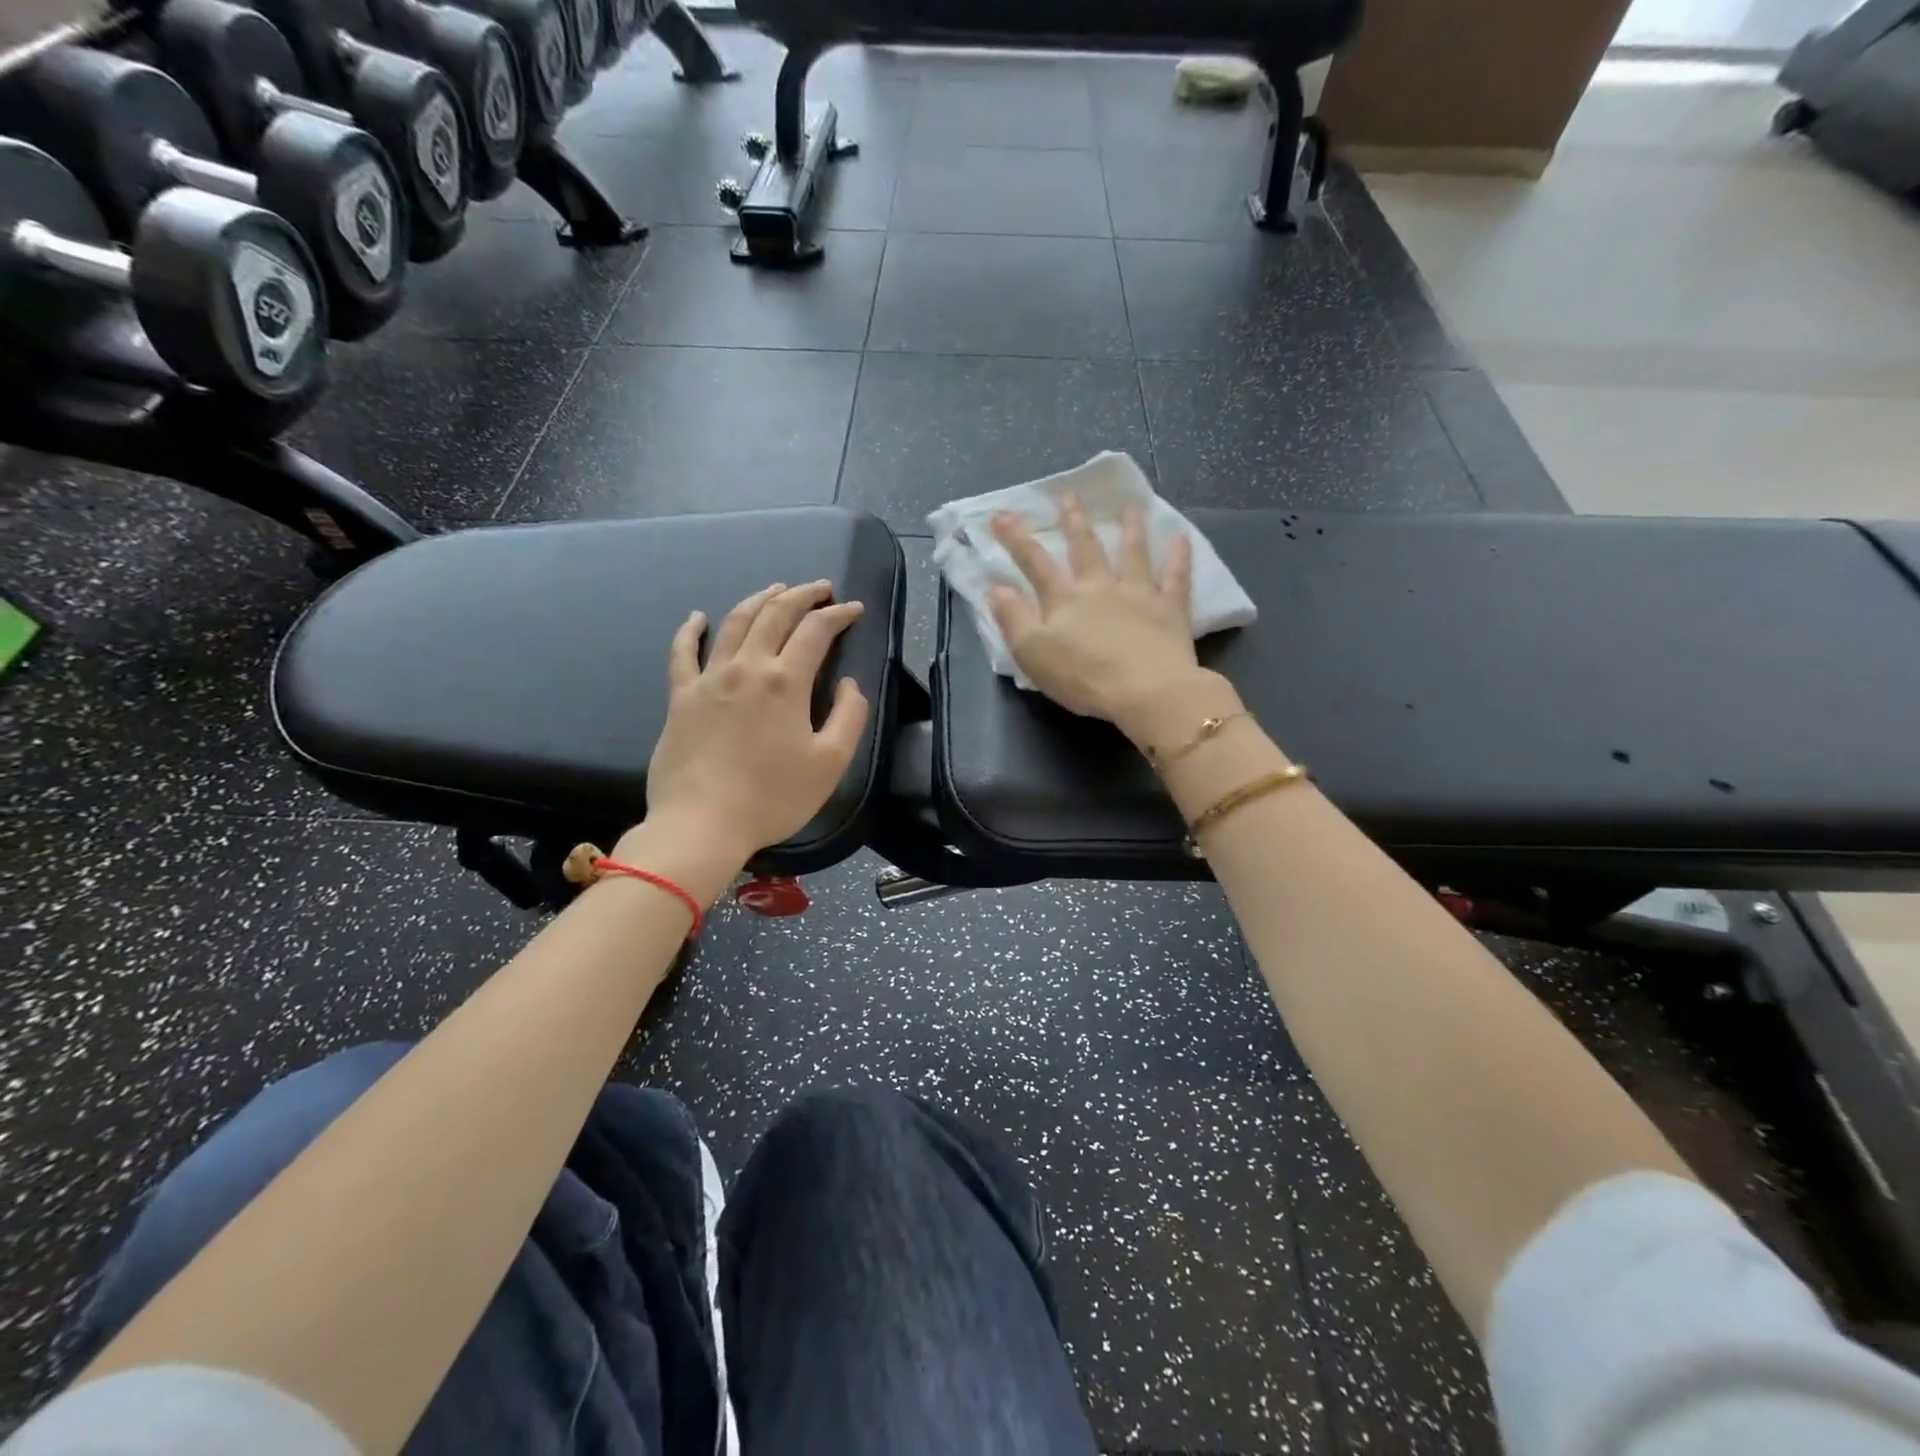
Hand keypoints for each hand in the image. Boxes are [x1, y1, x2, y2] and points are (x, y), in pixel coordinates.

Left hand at [644, 581, 869, 861]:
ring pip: (735, 623)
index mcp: (786, 681)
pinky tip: (698, 617)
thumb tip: (849, 684)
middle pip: (775, 615)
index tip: (854, 609)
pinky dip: (691, 630)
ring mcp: (709, 679)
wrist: (702, 824)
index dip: (838, 614)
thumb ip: (849, 716)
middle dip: (802, 595)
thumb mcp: (830, 763)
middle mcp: (747, 667)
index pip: (816, 631)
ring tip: (775, 589)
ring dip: (758, 600)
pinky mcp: (680, 697)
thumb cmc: (773, 797)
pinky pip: (682, 653)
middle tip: (820, 588)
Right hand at [990, 497, 1224, 742]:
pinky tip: (1181, 537)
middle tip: (1069, 496)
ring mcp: (1138, 594)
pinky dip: (1179, 556)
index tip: (1002, 514)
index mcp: (1065, 600)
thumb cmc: (1084, 677)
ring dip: (1130, 528)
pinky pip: (1176, 576)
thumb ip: (1013, 619)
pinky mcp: (1170, 609)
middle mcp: (1100, 587)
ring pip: (1133, 553)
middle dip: (1073, 521)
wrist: (1147, 692)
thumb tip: (997, 588)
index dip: (1016, 538)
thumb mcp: (1033, 654)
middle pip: (1085, 548)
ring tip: (1129, 507)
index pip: (1035, 562)